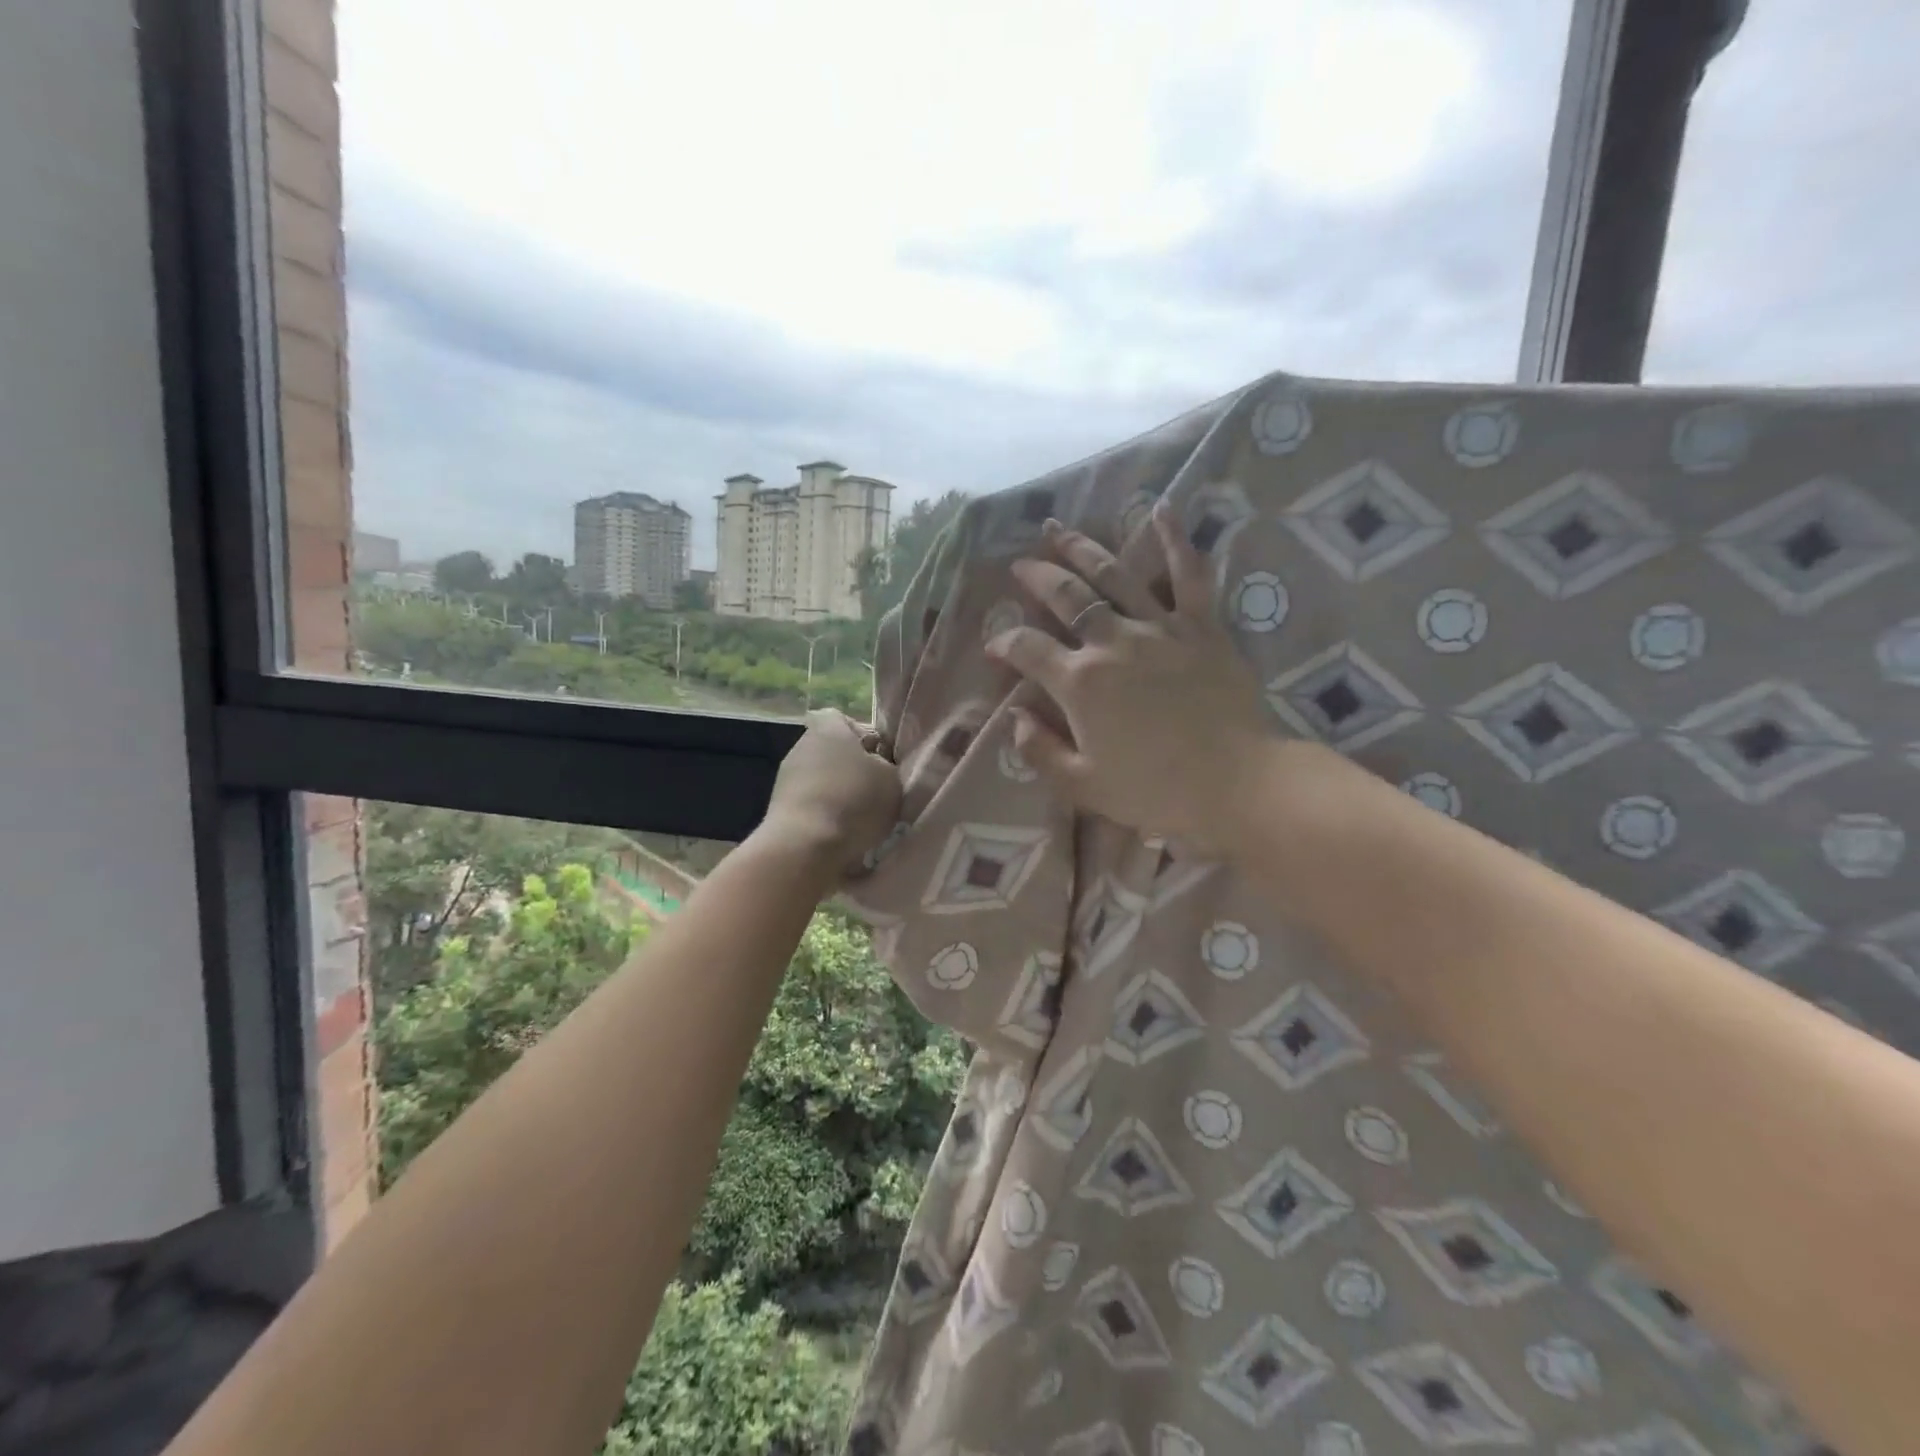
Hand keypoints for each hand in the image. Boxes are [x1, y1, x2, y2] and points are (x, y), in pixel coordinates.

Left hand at [758, 709, 902, 875]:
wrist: (805, 847)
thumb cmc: (854, 801)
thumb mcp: (891, 779)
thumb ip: (885, 766)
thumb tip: (875, 768)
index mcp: (828, 729)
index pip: (841, 718)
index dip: (862, 735)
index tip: (879, 758)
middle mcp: (802, 746)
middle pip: (831, 751)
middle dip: (851, 769)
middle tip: (874, 792)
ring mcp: (786, 778)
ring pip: (821, 779)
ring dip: (838, 794)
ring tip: (860, 820)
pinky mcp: (779, 809)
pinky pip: (810, 805)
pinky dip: (824, 816)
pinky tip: (841, 835)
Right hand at [985, 507, 1276, 859]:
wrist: (1235, 784)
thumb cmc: (1154, 790)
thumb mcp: (1081, 786)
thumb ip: (1038, 750)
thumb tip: (1014, 717)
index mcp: (1079, 682)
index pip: (1027, 649)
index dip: (1004, 642)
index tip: (995, 647)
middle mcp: (1112, 642)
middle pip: (1066, 597)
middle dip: (1037, 577)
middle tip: (1021, 564)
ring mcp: (1159, 629)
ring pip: (1114, 574)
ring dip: (1082, 548)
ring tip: (1059, 530)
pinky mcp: (1201, 627)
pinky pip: (1189, 576)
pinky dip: (1176, 540)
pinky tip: (1162, 509)